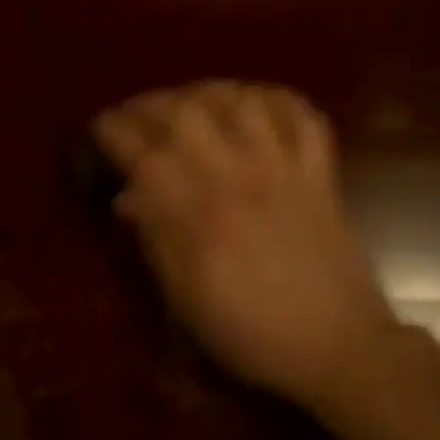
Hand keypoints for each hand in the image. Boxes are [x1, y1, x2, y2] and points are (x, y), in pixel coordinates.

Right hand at [92, 82, 396, 407]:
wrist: (337, 347)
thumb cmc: (251, 332)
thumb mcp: (186, 299)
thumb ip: (155, 240)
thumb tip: (127, 197)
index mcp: (198, 213)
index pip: (143, 153)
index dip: (115, 131)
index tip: (101, 125)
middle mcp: (237, 177)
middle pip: (187, 112)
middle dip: (153, 103)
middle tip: (139, 113)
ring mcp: (283, 169)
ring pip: (242, 101)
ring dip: (210, 92)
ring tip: (193, 101)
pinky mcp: (319, 173)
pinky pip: (304, 118)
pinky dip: (280, 101)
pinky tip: (258, 105)